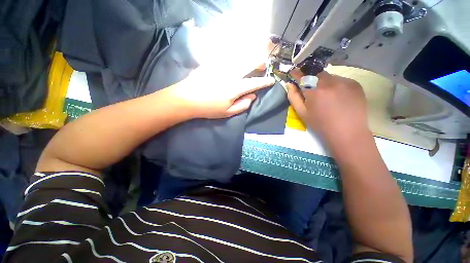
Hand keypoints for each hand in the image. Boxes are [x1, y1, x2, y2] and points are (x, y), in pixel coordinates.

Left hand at [166, 65, 274, 118]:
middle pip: (249, 63)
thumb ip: (242, 105)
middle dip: (259, 62)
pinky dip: (236, 56)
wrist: (186, 99)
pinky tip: (237, 59)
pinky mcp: (212, 62)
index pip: (254, 83)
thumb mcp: (227, 112)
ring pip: (239, 56)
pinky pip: (227, 56)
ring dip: (249, 57)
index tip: (271, 80)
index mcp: (235, 88)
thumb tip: (252, 96)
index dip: (264, 82)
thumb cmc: (208, 108)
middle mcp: (230, 74)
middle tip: (263, 65)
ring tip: (252, 60)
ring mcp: (220, 66)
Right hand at [287, 71, 368, 145]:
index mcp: (315, 91)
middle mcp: (331, 82)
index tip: (293, 72)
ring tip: (326, 96)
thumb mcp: (302, 113)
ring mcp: (345, 82)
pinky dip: (336, 85)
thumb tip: (289, 85)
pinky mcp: (355, 84)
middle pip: (317, 74)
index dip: (297, 74)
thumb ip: (293, 98)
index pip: (303, 77)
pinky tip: (338, 97)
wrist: (347, 133)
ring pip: (329, 77)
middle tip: (312, 89)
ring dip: (324, 82)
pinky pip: (341, 80)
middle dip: (311, 79)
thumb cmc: (321, 125)